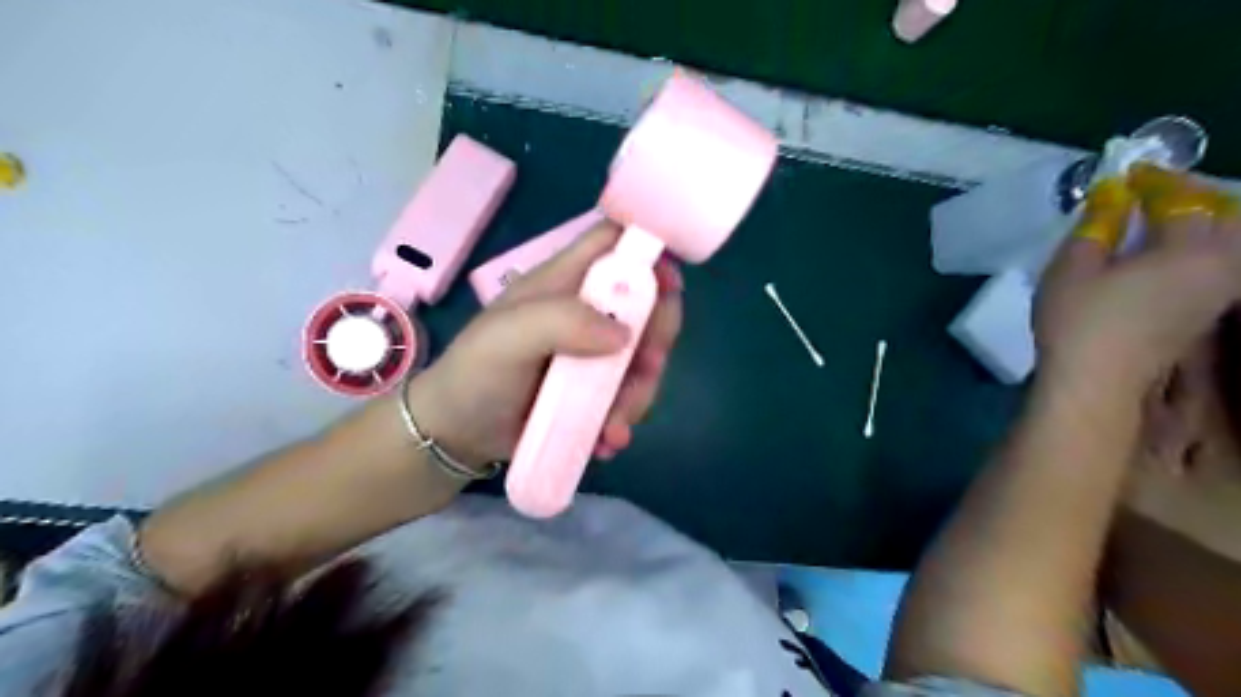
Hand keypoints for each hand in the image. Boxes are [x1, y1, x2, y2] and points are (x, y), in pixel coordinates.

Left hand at [409, 223, 683, 467]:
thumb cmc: (476, 374)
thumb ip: (561, 322)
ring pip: (643, 358)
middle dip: (657, 334)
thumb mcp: (507, 338)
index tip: (671, 282)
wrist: (458, 435)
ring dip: (640, 393)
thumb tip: (625, 334)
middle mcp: (586, 313)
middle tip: (650, 365)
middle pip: (645, 304)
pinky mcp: (596, 393)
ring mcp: (594, 355)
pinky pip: (629, 398)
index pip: (612, 244)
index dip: (646, 250)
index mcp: (564, 283)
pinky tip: (606, 441)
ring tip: (612, 426)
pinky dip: (625, 420)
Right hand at [1033, 168, 1240, 394]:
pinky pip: (1217, 266)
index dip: (1155, 182)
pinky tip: (1163, 258)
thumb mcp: (1072, 268)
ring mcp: (1217, 295)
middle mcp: (1221, 268)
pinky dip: (1196, 251)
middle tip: (1153, 198)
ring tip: (1158, 225)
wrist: (1095, 384)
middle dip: (1194, 201)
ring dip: (1200, 227)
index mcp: (1191, 251)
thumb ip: (1096, 227)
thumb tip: (1111, 196)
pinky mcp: (1204, 316)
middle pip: (1227, 219)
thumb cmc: (1078, 322)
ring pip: (1227, 244)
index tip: (1128, 173)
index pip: (1183, 200)